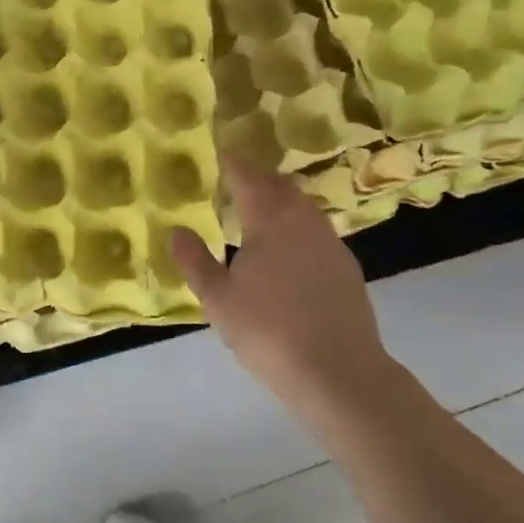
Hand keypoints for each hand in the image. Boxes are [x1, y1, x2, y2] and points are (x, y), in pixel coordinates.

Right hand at [171, 155, 390, 407]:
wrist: (339, 371)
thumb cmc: (268, 331)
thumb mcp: (218, 300)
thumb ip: (195, 262)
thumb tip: (177, 231)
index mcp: (269, 220)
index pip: (248, 177)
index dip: (233, 161)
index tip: (222, 150)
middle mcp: (302, 220)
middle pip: (280, 185)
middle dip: (259, 177)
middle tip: (238, 181)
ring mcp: (330, 242)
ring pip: (303, 206)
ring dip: (281, 200)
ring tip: (261, 212)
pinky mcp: (346, 266)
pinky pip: (317, 230)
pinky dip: (299, 226)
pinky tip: (290, 250)